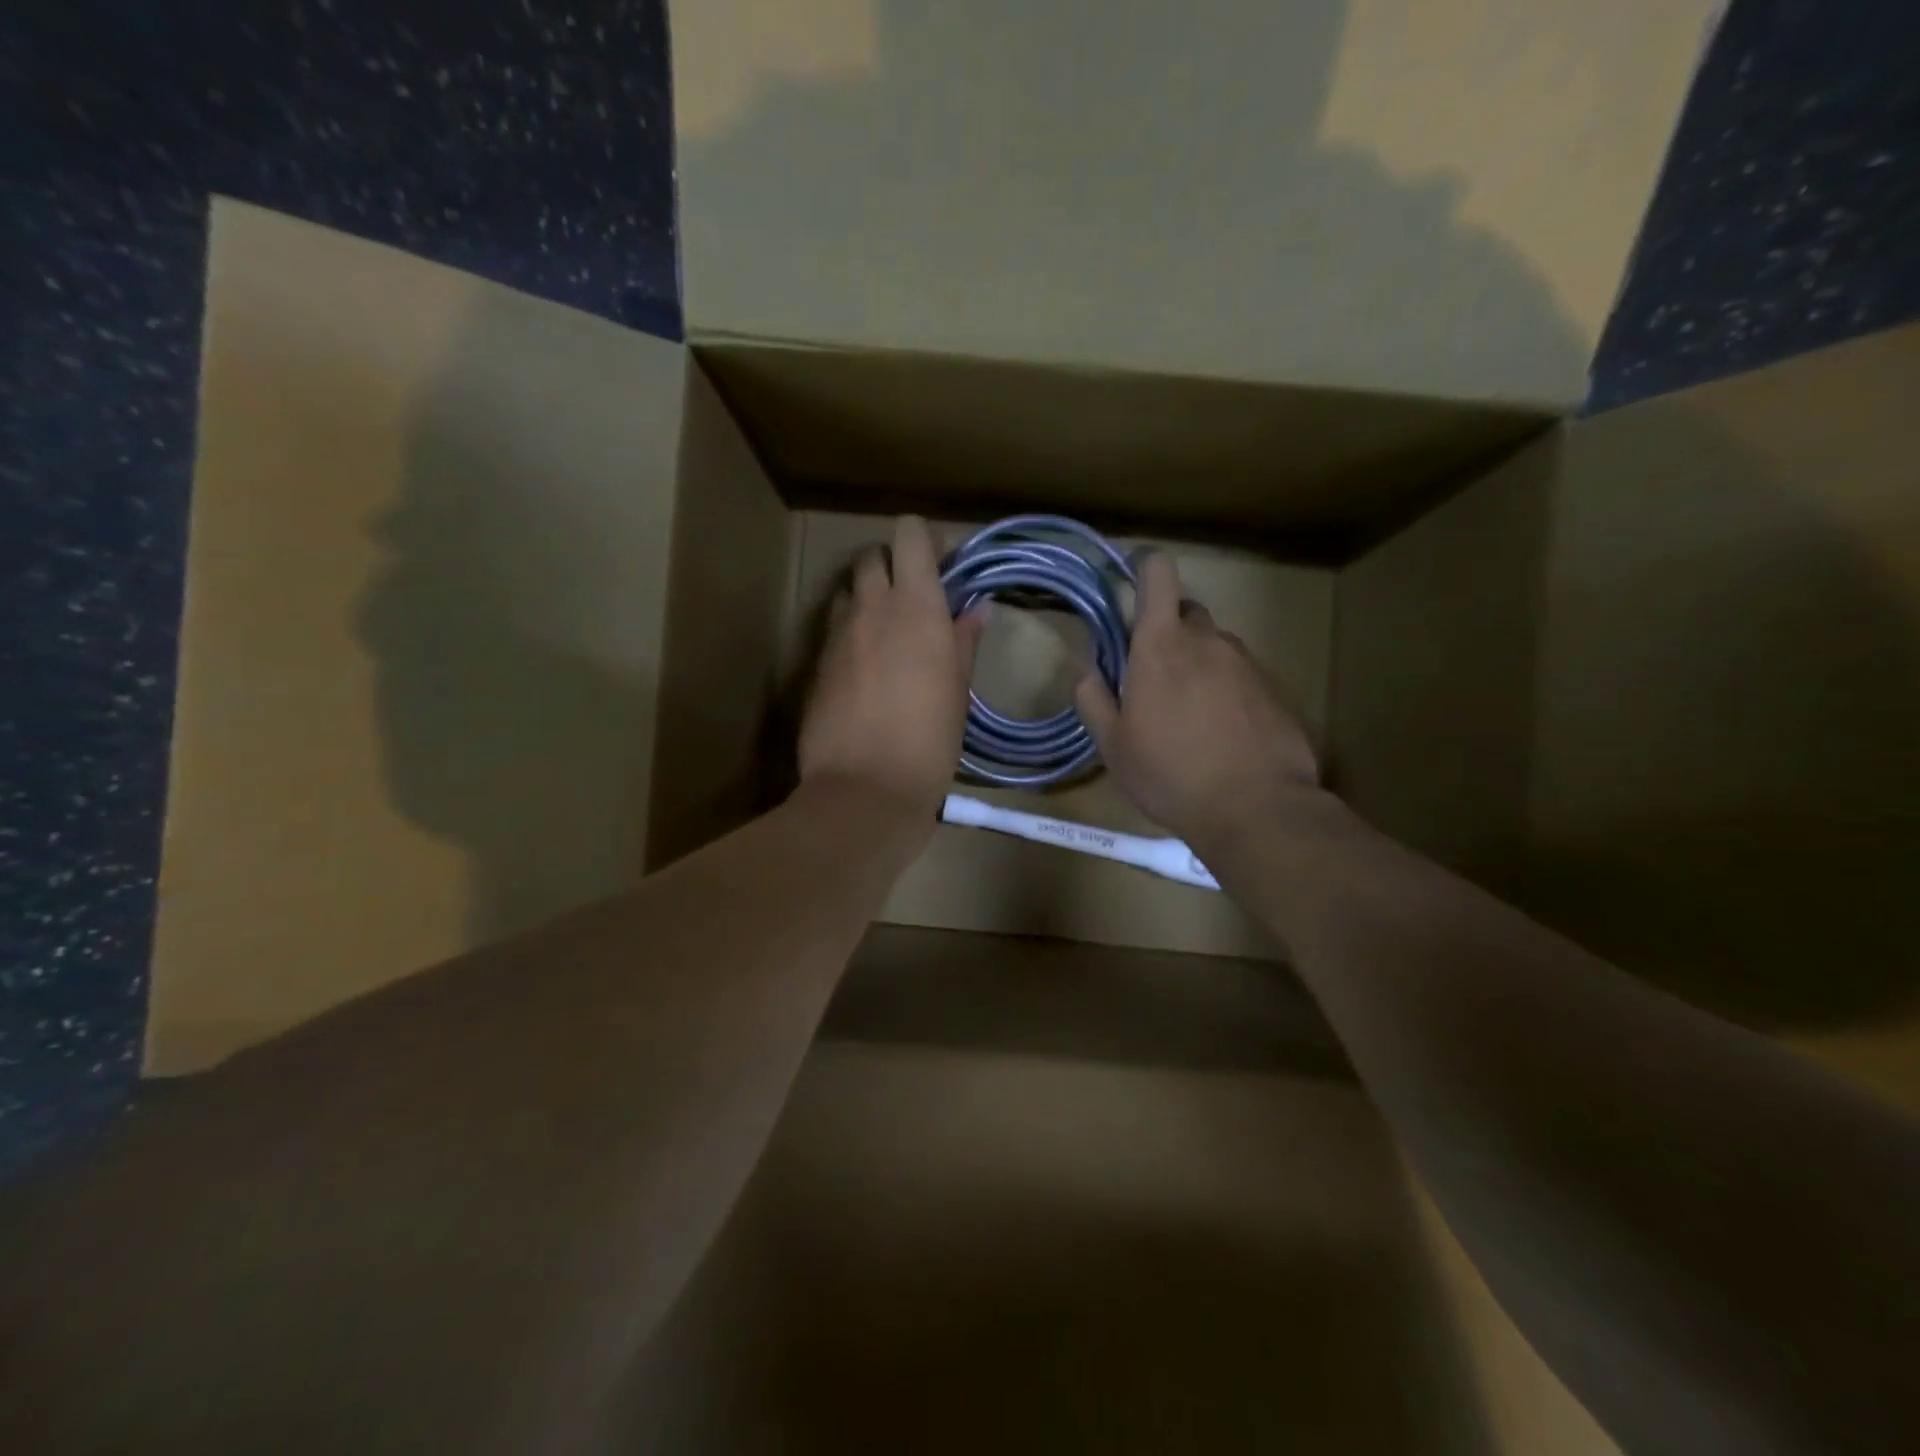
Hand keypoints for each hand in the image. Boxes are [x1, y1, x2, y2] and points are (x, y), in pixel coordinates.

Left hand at [800, 516, 986, 827]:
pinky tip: (866, 668)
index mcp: (917, 608)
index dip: (924, 540)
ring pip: (848, 590)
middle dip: (892, 564)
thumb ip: (964, 641)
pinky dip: (851, 631)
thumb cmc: (929, 742)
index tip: (942, 565)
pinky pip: (834, 628)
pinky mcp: (816, 663)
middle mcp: (872, 608)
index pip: (909, 534)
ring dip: (867, 597)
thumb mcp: (958, 692)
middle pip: (872, 555)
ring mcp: (838, 635)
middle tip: (914, 597)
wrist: (864, 789)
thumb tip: (977, 609)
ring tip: (887, 632)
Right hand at [1074, 552, 1317, 854]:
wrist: (1256, 809)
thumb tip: (1086, 668)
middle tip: (1151, 676)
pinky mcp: (1273, 690)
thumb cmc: (1170, 775)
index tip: (1130, 582)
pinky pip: (1239, 675)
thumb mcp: (1113, 745)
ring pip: (1213, 646)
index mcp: (1161, 645)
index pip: (1159, 574)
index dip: (1144, 567)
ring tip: (1187, 716)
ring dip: (1196, 665)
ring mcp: (1246, 663)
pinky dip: (1224, 690)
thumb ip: (1092, 698)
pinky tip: (1220, 733)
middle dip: (1165, 631)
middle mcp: (1208, 641)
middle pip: (1185, 612)